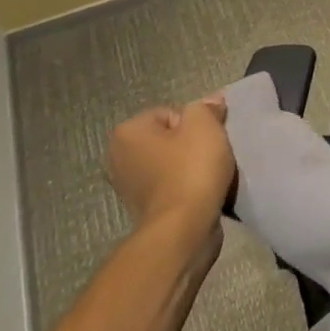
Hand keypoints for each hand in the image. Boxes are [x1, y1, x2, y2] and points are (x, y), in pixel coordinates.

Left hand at [107, 96, 235, 242]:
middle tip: (210, 155)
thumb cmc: (191, 169)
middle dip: (190, 145)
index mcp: (127, 132)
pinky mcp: (142, 209)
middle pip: (168, 138)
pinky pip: (170, 186)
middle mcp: (118, 157)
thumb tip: (211, 101)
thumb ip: (206, 108)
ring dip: (189, 167)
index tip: (206, 140)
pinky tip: (200, 192)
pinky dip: (185, 187)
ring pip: (170, 163)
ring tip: (208, 176)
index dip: (194, 124)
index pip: (170, 113)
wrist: (184, 228)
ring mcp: (127, 186)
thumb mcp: (204, 125)